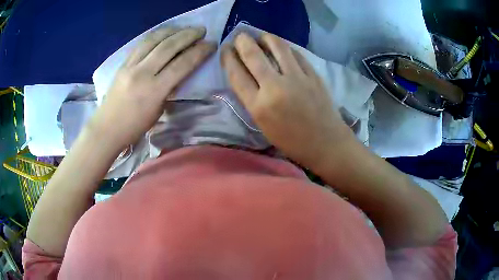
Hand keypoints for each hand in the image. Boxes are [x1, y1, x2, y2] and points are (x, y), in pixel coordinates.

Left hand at [90, 27, 215, 149]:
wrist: (107, 128)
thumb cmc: (135, 127)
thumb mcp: (158, 111)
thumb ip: (170, 88)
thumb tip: (180, 70)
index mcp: (154, 90)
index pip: (181, 64)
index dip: (199, 52)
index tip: (211, 44)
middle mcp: (142, 73)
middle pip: (169, 46)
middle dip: (188, 35)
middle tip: (201, 30)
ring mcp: (130, 66)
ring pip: (154, 39)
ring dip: (173, 30)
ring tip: (185, 28)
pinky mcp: (123, 63)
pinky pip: (141, 43)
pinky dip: (156, 35)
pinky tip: (165, 32)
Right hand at [221, 33, 352, 169]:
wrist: (326, 143)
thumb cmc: (292, 141)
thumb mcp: (263, 125)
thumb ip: (252, 99)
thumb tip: (245, 74)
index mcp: (259, 106)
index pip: (236, 73)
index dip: (227, 57)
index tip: (226, 49)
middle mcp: (275, 87)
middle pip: (253, 54)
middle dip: (242, 41)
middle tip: (240, 37)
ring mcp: (297, 78)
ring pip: (277, 46)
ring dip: (265, 37)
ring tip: (261, 37)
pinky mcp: (313, 74)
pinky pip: (295, 53)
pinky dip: (285, 47)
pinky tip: (282, 48)